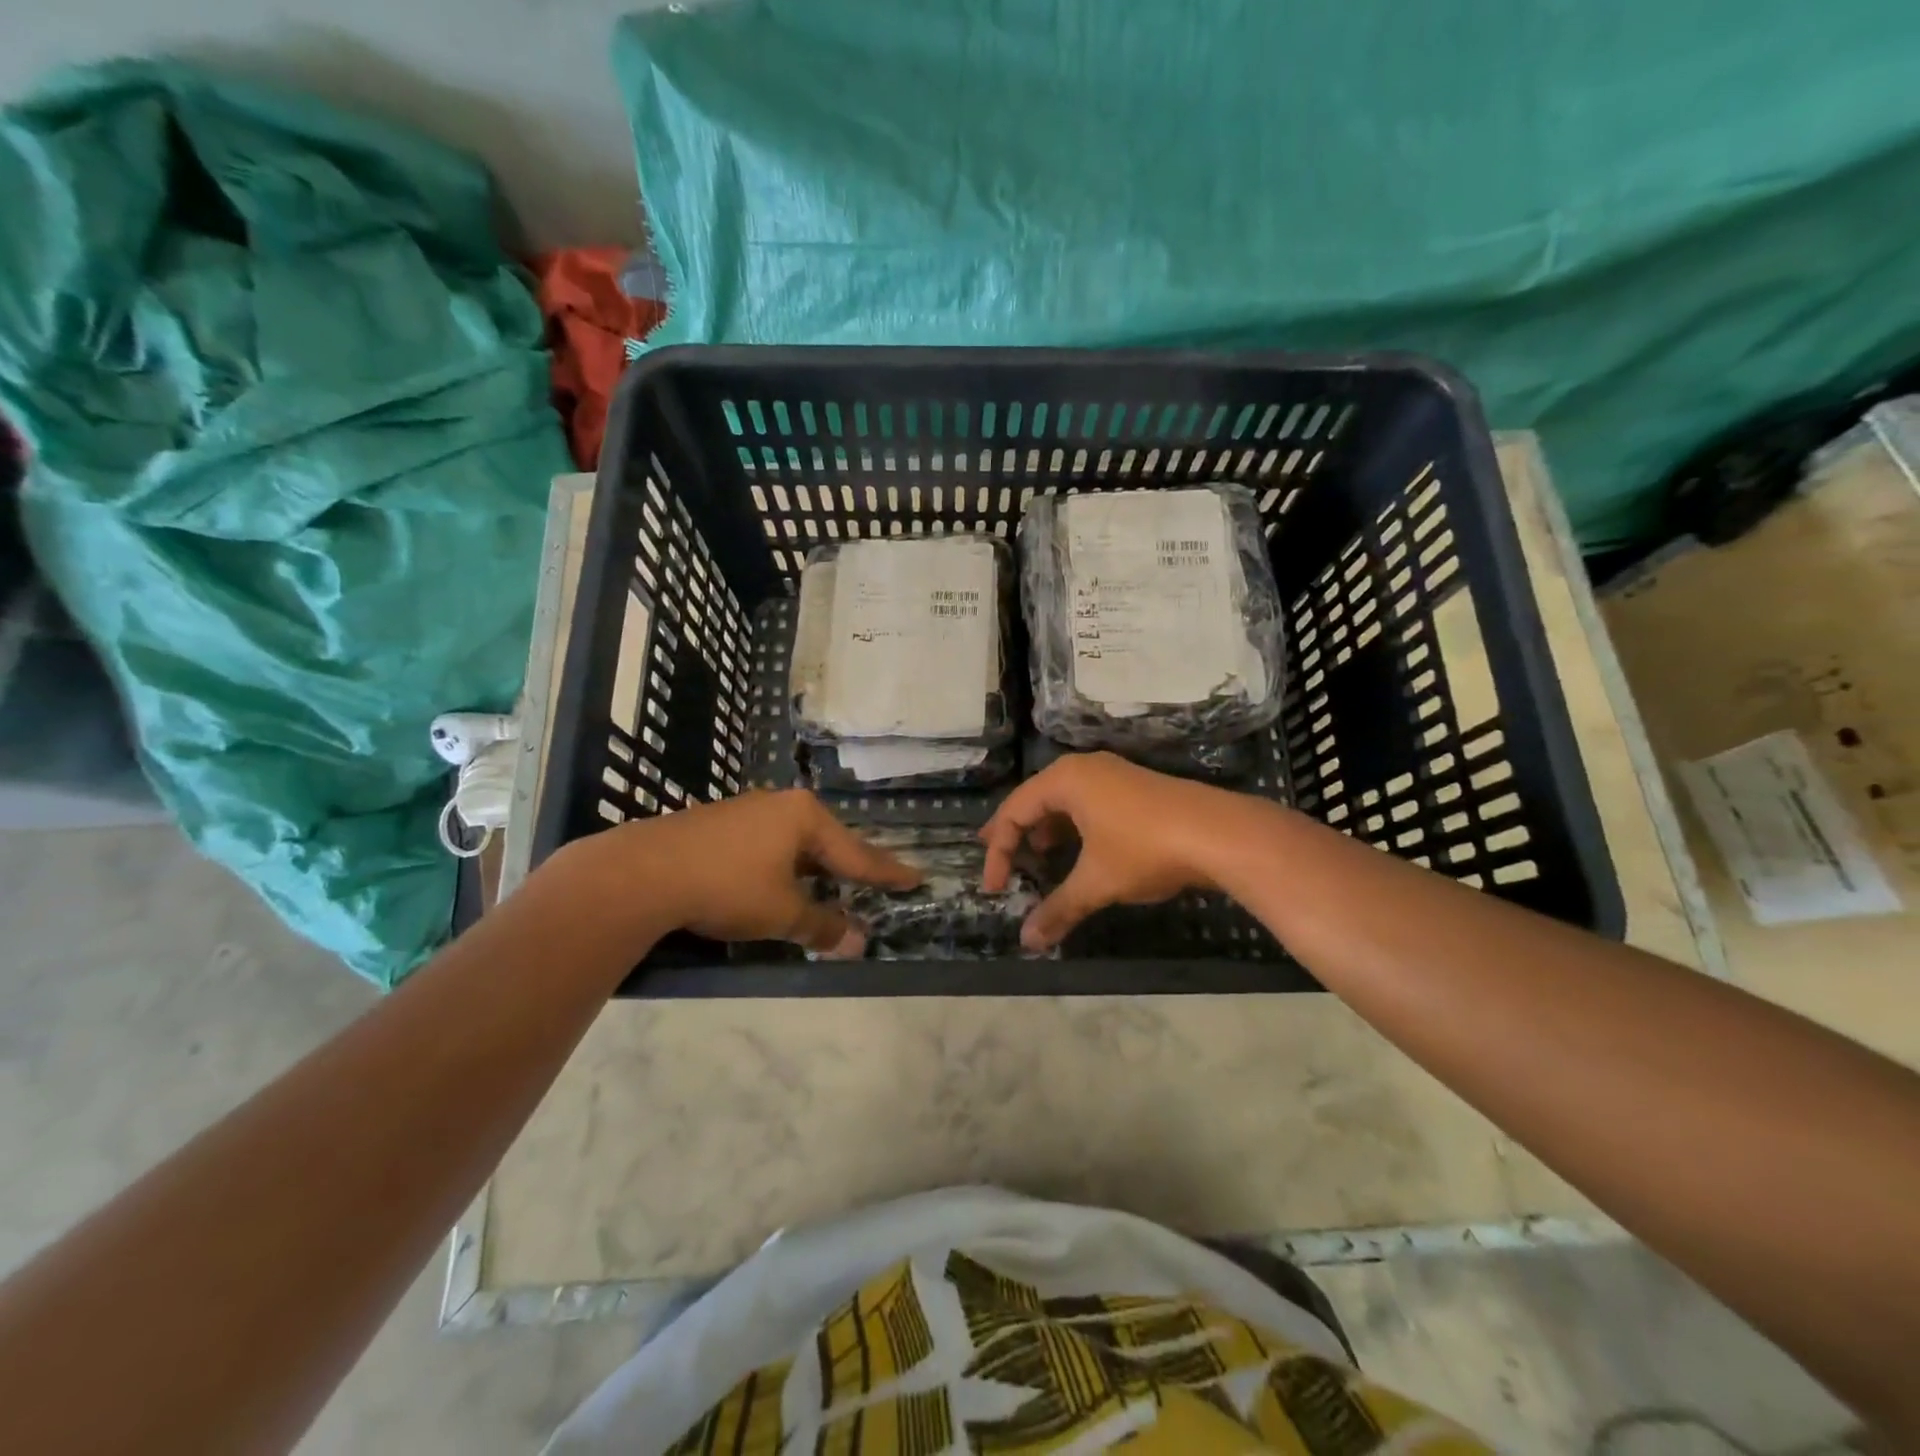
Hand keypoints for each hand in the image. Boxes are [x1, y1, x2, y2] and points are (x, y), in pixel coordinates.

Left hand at [555, 789, 920, 955]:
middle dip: (849, 866)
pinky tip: (776, 880)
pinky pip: (767, 844)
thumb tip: (857, 944)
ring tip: (830, 884)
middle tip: (876, 881)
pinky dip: (782, 866)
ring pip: (794, 842)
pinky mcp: (717, 823)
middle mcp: (779, 805)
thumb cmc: (726, 887)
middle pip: (827, 842)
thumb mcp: (780, 912)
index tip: (915, 878)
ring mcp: (746, 810)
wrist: (641, 872)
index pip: (857, 853)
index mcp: (804, 817)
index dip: (886, 872)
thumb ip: (821, 926)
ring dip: (813, 868)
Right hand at [979, 752, 1270, 951]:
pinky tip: (1078, 851)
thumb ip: (1058, 909)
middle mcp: (1084, 769)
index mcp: (1065, 780)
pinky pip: (1087, 804)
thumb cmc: (1146, 849)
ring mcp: (1113, 775)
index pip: (1014, 812)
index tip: (995, 889)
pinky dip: (1073, 828)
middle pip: (1035, 800)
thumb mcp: (1097, 882)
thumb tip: (1027, 942)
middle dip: (1016, 833)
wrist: (1220, 834)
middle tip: (999, 859)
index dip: (999, 852)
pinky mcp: (1134, 788)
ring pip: (1063, 801)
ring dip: (1046, 831)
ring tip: (1037, 857)